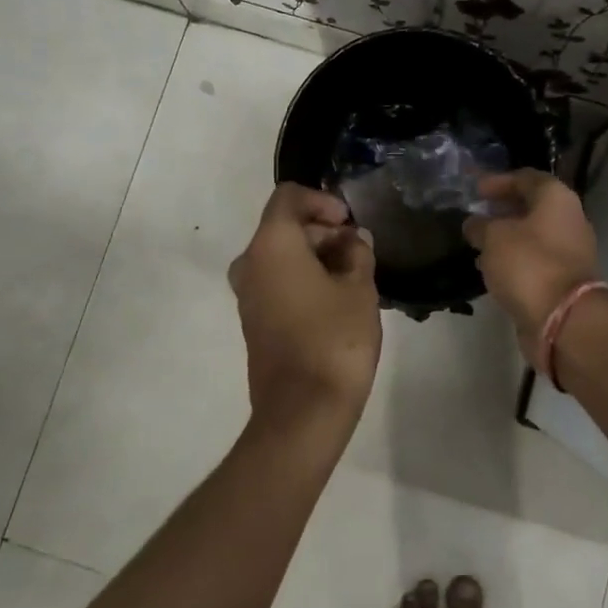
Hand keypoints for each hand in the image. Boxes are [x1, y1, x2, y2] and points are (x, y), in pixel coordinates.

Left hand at [230, 183, 381, 444]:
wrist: (302, 411)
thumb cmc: (335, 340)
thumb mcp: (360, 289)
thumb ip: (358, 253)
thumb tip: (354, 240)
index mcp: (272, 244)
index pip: (289, 196)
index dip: (323, 201)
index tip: (350, 223)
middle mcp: (250, 262)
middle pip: (284, 226)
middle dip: (323, 231)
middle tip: (360, 252)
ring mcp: (247, 294)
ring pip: (281, 255)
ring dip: (316, 256)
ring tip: (354, 276)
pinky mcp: (252, 320)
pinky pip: (276, 281)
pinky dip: (303, 278)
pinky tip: (335, 299)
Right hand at [464, 170, 601, 369]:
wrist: (564, 319)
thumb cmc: (528, 264)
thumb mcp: (493, 238)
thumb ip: (480, 225)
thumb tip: (474, 223)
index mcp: (556, 199)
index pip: (526, 177)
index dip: (498, 181)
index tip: (475, 189)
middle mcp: (569, 219)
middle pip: (532, 206)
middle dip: (502, 210)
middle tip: (476, 214)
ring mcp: (570, 252)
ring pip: (533, 236)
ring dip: (506, 237)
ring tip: (478, 243)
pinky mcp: (563, 280)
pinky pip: (534, 261)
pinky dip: (514, 260)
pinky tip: (491, 268)